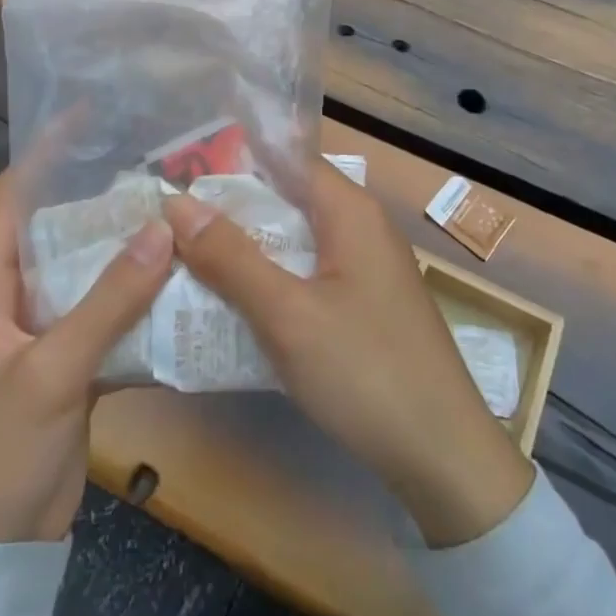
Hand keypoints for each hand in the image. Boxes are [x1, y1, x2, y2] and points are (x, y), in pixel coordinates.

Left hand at [0, 165, 174, 542]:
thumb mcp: (51, 372)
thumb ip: (107, 301)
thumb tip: (163, 228)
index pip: (11, 197)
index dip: (44, 152)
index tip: (90, 116)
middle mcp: (13, 296)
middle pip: (60, 228)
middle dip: (105, 198)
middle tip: (159, 166)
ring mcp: (44, 330)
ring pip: (89, 271)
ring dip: (129, 249)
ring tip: (181, 213)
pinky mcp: (71, 362)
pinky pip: (107, 314)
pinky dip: (138, 299)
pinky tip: (182, 283)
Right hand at [166, 161, 533, 547]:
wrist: (444, 456)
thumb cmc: (364, 371)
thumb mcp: (287, 313)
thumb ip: (231, 257)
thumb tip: (178, 202)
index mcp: (350, 210)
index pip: (286, 159)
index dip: (234, 162)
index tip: (182, 174)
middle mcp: (362, 226)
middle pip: (288, 198)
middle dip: (232, 208)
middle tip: (172, 220)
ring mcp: (367, 267)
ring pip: (296, 239)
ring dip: (249, 246)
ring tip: (188, 256)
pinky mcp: (366, 303)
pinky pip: (309, 273)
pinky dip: (272, 278)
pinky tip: (236, 301)